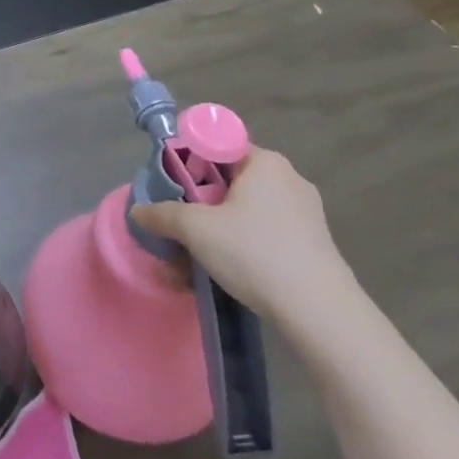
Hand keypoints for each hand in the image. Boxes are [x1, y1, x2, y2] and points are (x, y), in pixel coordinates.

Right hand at [129, 146, 353, 323]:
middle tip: (174, 228)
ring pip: (242, 213)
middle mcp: (287, 179)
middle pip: (226, 181)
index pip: (215, 145)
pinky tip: (218, 275)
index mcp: (265, 162)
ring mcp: (304, 214)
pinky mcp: (310, 245)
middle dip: (196, 206)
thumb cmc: (255, 252)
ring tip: (187, 263)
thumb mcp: (195, 229)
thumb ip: (162, 215)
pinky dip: (237, 248)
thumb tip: (138, 211)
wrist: (321, 314)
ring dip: (212, 233)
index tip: (169, 187)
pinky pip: (261, 235)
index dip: (187, 162)